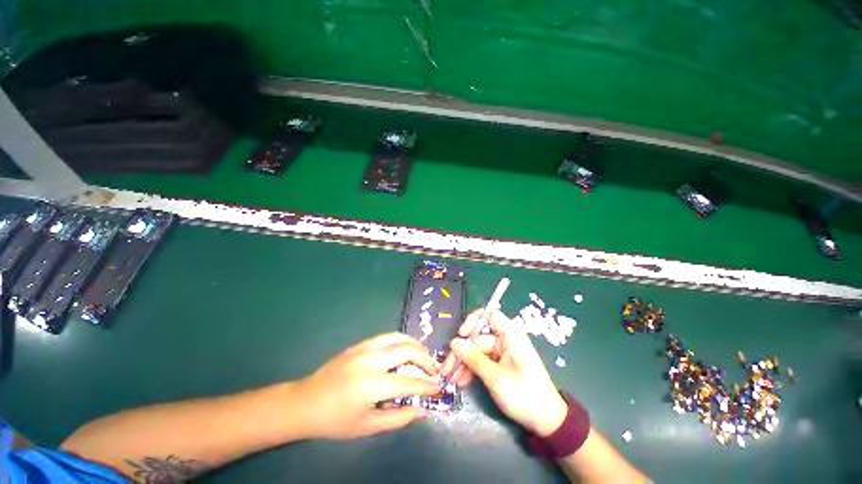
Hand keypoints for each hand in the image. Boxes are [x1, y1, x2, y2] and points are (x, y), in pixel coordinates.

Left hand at [296, 333, 440, 439]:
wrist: (306, 402)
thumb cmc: (335, 420)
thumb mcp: (368, 426)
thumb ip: (399, 418)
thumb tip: (423, 409)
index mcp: (372, 385)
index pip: (409, 382)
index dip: (427, 385)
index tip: (438, 387)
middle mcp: (371, 360)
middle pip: (408, 351)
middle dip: (426, 359)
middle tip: (433, 370)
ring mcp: (365, 348)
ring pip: (399, 337)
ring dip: (416, 345)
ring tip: (423, 356)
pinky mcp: (361, 343)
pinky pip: (388, 336)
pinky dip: (402, 341)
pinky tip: (405, 349)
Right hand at [443, 309, 567, 435]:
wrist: (547, 422)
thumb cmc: (525, 396)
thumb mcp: (496, 378)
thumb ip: (473, 359)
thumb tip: (453, 343)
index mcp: (510, 335)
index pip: (490, 315)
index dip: (473, 320)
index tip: (461, 335)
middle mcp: (506, 340)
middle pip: (478, 338)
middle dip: (462, 352)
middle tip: (447, 368)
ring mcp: (503, 353)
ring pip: (478, 351)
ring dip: (464, 364)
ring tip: (452, 379)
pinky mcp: (501, 364)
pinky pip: (483, 361)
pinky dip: (472, 370)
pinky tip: (462, 381)